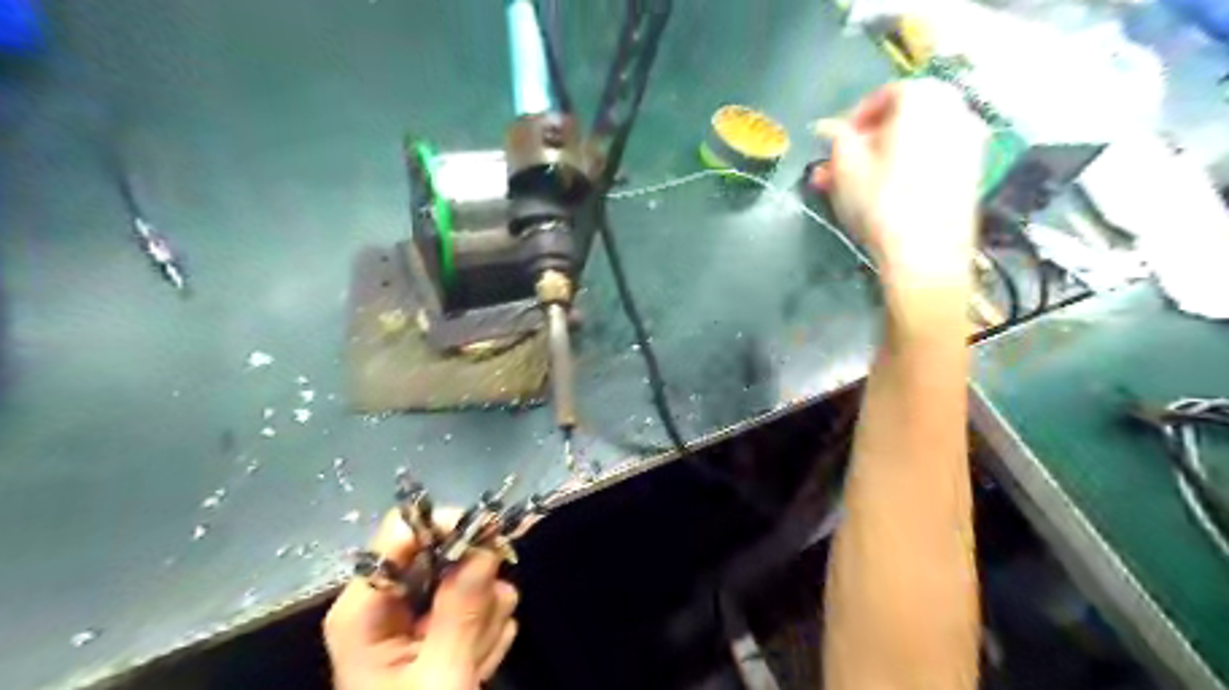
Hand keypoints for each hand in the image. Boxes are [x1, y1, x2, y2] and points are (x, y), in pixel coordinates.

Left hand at [323, 506, 514, 689]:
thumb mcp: (441, 678)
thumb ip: (461, 608)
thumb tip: (484, 544)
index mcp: (366, 606)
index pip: (402, 531)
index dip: (449, 527)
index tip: (492, 541)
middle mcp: (388, 600)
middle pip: (445, 552)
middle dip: (474, 588)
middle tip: (479, 629)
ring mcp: (418, 612)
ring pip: (471, 577)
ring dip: (483, 617)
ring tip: (472, 663)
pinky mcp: (441, 625)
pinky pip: (481, 601)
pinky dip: (486, 631)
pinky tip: (475, 665)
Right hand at [814, 81, 984, 289]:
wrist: (927, 255)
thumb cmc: (881, 201)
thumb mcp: (845, 166)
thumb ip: (837, 138)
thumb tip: (830, 128)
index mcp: (925, 97)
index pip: (883, 95)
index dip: (853, 118)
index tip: (834, 145)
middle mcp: (956, 109)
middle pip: (903, 119)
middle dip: (866, 143)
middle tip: (839, 168)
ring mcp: (970, 142)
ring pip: (916, 142)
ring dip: (882, 158)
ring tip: (853, 186)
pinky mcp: (974, 173)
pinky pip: (933, 159)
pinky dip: (907, 168)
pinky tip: (884, 193)